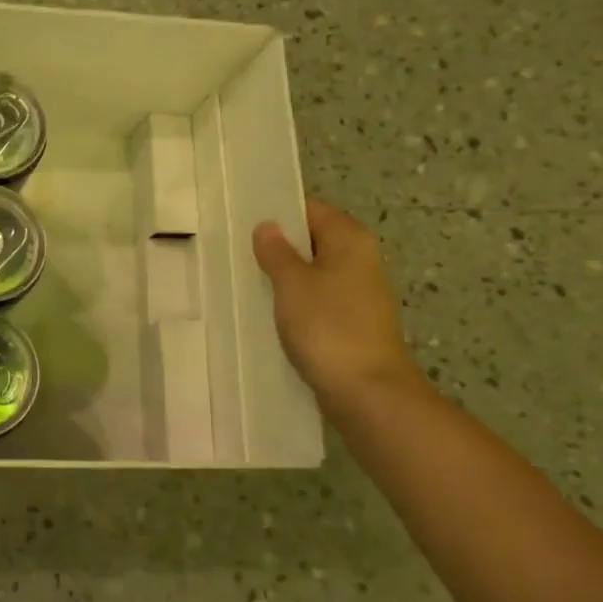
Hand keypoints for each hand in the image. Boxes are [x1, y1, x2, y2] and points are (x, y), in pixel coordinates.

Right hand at [252, 200, 420, 409]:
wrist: (367, 391)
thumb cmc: (328, 327)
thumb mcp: (292, 283)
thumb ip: (276, 251)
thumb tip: (267, 226)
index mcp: (350, 240)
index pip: (310, 209)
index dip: (278, 212)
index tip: (242, 220)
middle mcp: (359, 260)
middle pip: (312, 241)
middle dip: (276, 246)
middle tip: (235, 251)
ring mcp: (357, 294)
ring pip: (312, 273)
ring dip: (282, 277)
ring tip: (244, 280)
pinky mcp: (350, 323)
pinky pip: (316, 300)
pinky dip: (294, 302)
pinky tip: (267, 312)